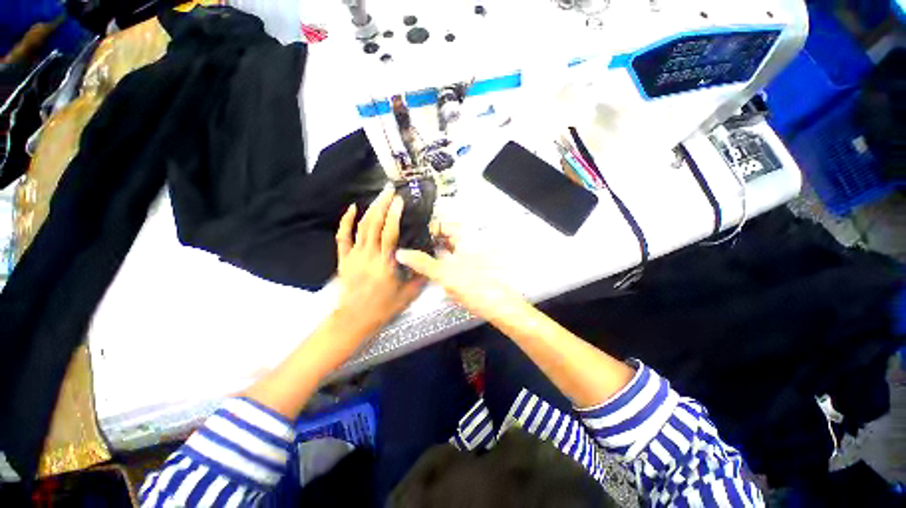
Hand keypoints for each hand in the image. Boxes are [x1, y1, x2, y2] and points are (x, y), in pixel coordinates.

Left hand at [334, 188, 424, 336]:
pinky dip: (346, 221)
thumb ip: (420, 277)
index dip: (394, 215)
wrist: (355, 319)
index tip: (400, 201)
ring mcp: (354, 255)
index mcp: (385, 263)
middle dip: (382, 204)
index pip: (390, 233)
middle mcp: (369, 255)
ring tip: (380, 196)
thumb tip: (431, 262)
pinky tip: (353, 208)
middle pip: (374, 224)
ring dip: (370, 209)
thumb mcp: (408, 295)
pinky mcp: (344, 259)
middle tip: (390, 190)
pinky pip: (343, 236)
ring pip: (361, 226)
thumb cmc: (383, 308)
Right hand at [395, 221, 525, 323]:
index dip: (427, 229)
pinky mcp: (472, 267)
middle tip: (411, 249)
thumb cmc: (476, 286)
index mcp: (466, 237)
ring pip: (449, 249)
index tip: (412, 237)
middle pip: (445, 236)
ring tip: (417, 259)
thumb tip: (401, 253)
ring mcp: (472, 255)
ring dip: (435, 253)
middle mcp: (470, 242)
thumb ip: (422, 262)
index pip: (443, 224)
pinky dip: (443, 262)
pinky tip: (433, 271)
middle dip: (429, 242)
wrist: (499, 307)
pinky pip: (454, 259)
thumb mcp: (444, 273)